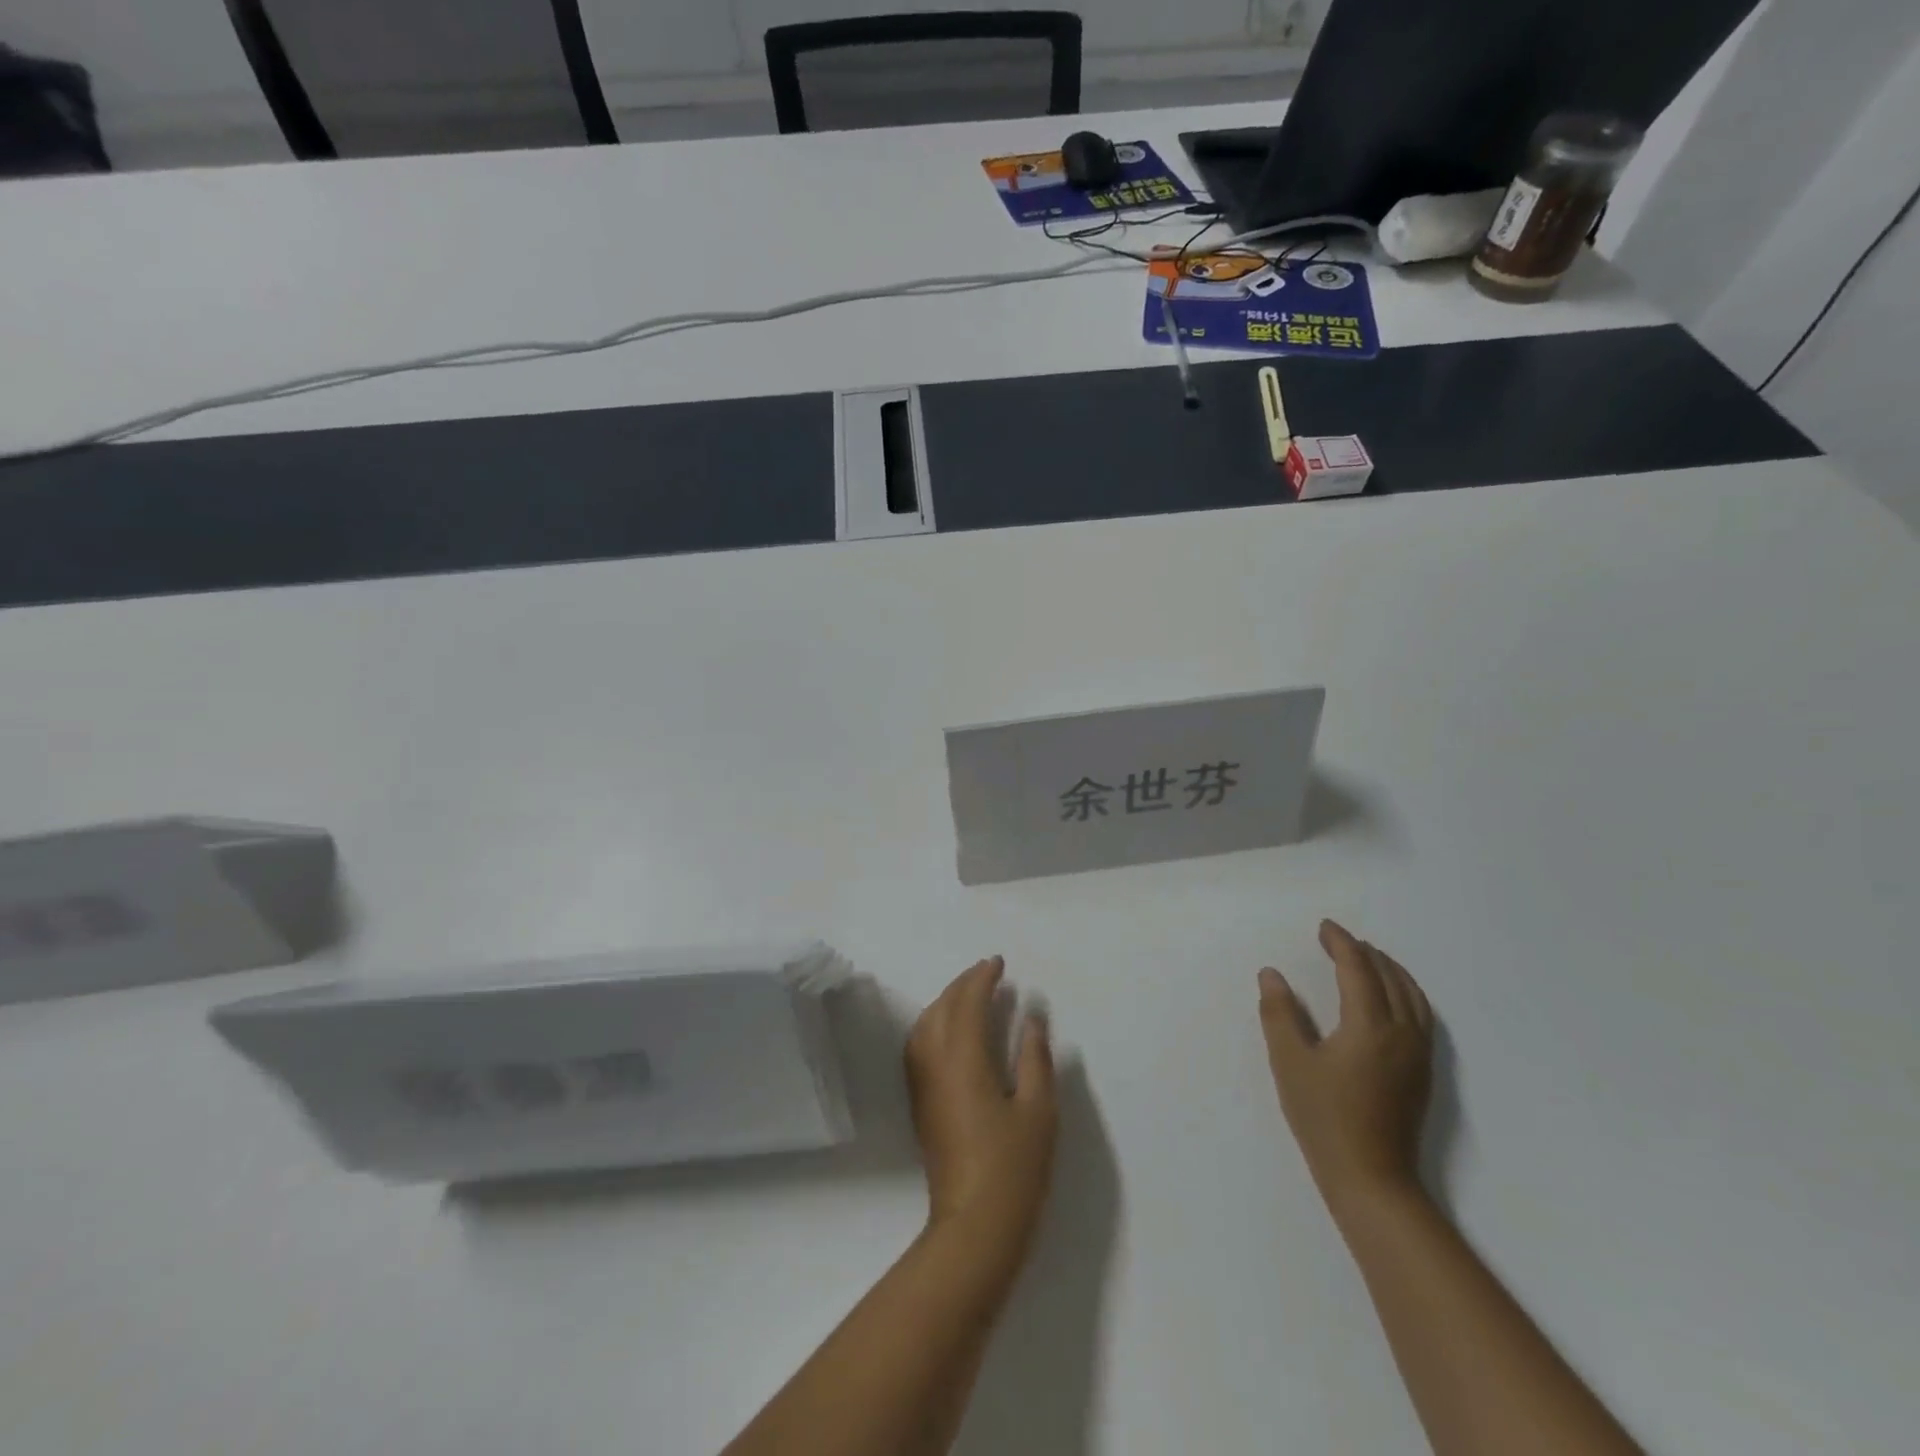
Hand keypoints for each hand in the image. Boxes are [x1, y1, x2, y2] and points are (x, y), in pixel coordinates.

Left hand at [905, 957, 1057, 1261]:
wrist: (975, 1226)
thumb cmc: (1014, 1167)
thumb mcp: (1039, 1110)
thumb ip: (1035, 1058)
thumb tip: (1032, 1018)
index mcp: (964, 1059)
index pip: (967, 1003)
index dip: (982, 979)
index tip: (999, 963)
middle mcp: (935, 1064)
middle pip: (941, 1008)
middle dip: (962, 984)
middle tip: (987, 972)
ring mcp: (922, 1084)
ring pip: (925, 1025)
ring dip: (945, 1002)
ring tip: (970, 994)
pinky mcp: (920, 1103)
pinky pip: (919, 1046)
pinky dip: (933, 1024)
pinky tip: (950, 1031)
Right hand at [1258, 920, 1433, 1209]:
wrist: (1371, 1179)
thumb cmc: (1324, 1117)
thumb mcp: (1289, 1062)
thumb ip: (1279, 1013)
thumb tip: (1272, 974)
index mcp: (1370, 1026)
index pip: (1359, 970)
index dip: (1341, 944)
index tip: (1324, 928)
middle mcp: (1402, 1033)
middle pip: (1390, 978)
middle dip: (1365, 952)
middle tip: (1338, 939)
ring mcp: (1418, 1054)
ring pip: (1412, 996)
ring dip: (1390, 970)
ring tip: (1368, 958)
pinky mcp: (1423, 1072)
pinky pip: (1421, 1015)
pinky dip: (1406, 992)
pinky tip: (1392, 998)